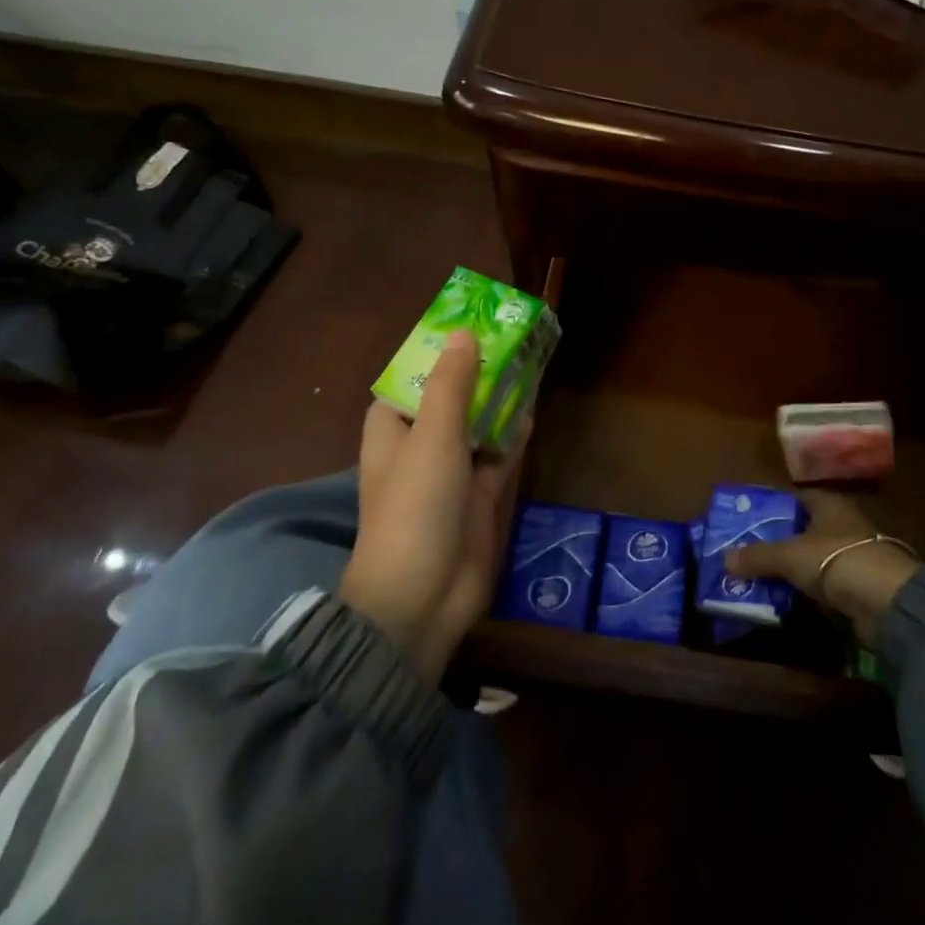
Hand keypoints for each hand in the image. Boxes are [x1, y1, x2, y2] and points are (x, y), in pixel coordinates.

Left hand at [339, 330, 529, 681]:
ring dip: (498, 400)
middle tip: (509, 338)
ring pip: (478, 424)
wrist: (421, 597)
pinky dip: (512, 434)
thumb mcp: (432, 436)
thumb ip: (451, 384)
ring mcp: (451, 473)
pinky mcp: (478, 497)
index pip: (410, 380)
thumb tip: (462, 334)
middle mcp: (420, 446)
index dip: (434, 354)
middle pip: (450, 399)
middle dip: (476, 373)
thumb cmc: (415, 506)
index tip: (465, 327)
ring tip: (527, 363)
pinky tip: (531, 410)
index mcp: (393, 430)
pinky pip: (498, 455)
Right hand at [724, 491, 920, 645]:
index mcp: (828, 504)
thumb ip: (758, 557)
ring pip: (817, 556)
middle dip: (781, 540)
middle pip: (806, 527)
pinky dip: (813, 588)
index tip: (750, 520)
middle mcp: (844, 522)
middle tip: (752, 552)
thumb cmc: (835, 560)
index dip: (774, 506)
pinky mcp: (863, 584)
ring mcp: (856, 553)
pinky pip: (829, 581)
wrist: (888, 601)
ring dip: (797, 567)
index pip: (797, 497)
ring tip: (766, 578)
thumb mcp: (789, 556)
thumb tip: (725, 559)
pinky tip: (794, 598)